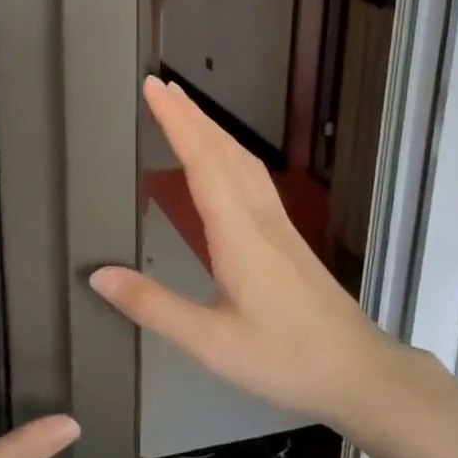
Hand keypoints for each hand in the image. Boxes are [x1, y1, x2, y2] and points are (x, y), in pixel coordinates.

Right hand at [91, 76, 423, 431]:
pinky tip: (225, 164)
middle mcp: (260, 218)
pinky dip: (231, 156)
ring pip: (244, 163)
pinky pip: (255, 181)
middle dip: (192, 116)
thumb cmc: (284, 359)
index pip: (203, 162)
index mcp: (239, 234)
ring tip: (186, 113)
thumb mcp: (210, 343)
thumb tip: (99, 274)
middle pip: (225, 152)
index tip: (152, 87)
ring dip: (213, 131)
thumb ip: (154, 307)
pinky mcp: (289, 239)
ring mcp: (279, 226)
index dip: (176, 122)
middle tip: (161, 86)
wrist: (358, 371)